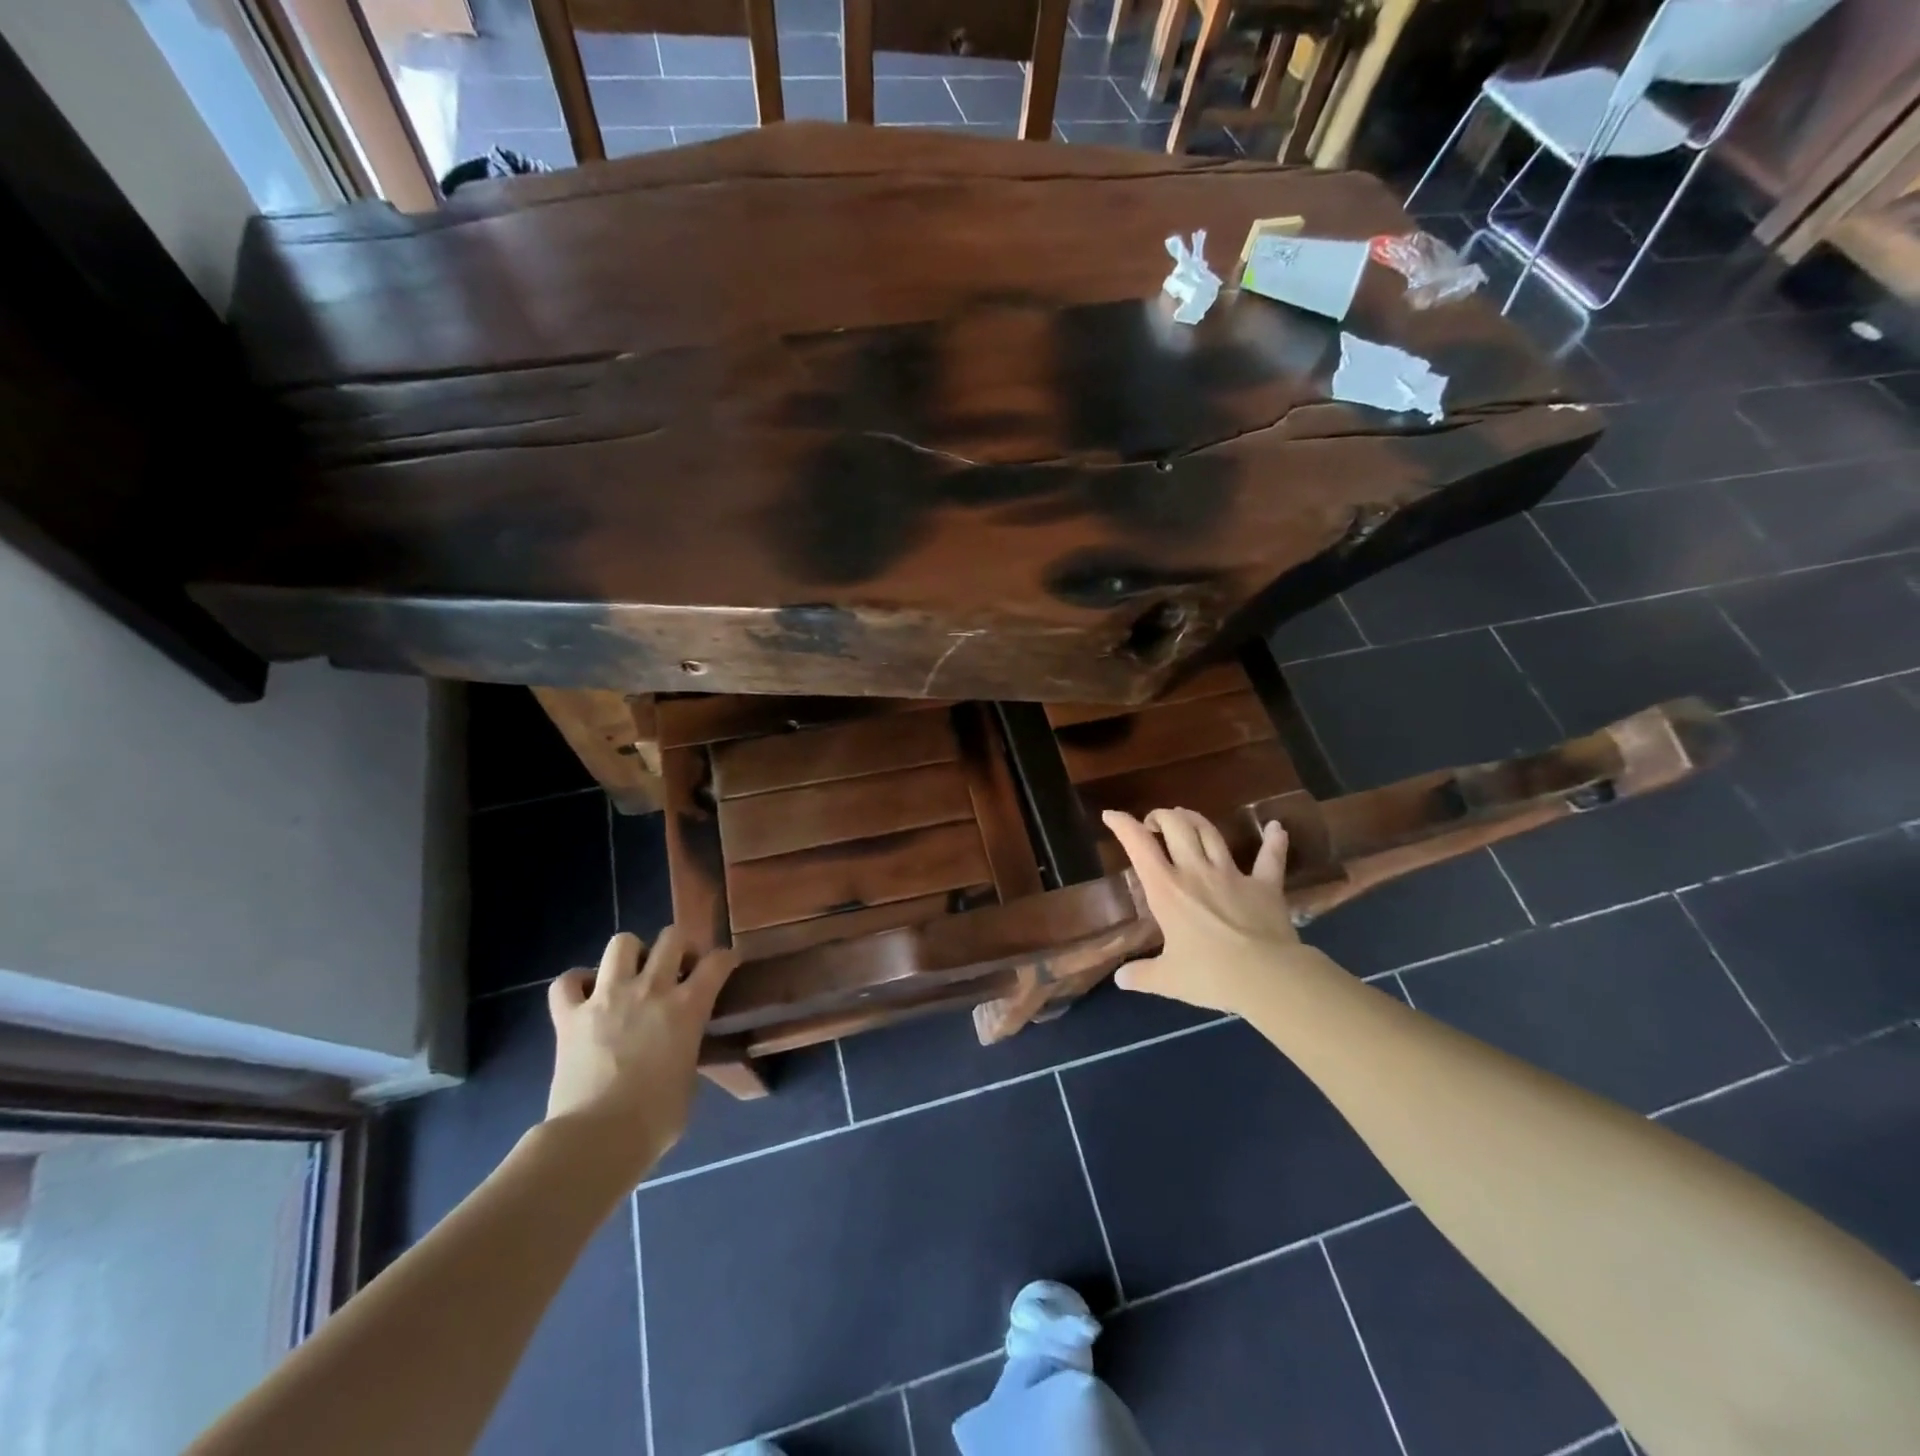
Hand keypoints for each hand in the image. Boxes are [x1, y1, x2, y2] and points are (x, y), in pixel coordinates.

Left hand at [545, 928, 737, 1169]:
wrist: (597, 1139)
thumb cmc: (655, 1120)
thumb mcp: (688, 1081)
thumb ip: (687, 1052)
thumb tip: (679, 1051)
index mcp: (688, 1007)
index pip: (717, 963)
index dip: (726, 958)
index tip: (728, 962)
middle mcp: (650, 990)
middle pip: (671, 938)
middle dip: (679, 946)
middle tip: (678, 966)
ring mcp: (606, 998)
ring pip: (621, 944)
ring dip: (631, 954)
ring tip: (631, 973)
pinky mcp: (569, 1016)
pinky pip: (566, 982)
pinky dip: (576, 983)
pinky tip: (584, 996)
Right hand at [1104, 808, 1304, 1014]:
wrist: (1268, 978)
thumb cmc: (1211, 976)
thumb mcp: (1168, 980)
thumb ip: (1141, 975)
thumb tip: (1121, 979)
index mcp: (1166, 890)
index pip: (1138, 845)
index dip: (1122, 825)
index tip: (1111, 815)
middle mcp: (1196, 872)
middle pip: (1176, 826)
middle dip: (1161, 816)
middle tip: (1154, 823)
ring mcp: (1232, 874)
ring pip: (1210, 833)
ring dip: (1195, 819)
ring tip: (1185, 816)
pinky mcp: (1265, 885)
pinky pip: (1270, 857)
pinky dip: (1274, 841)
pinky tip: (1275, 828)